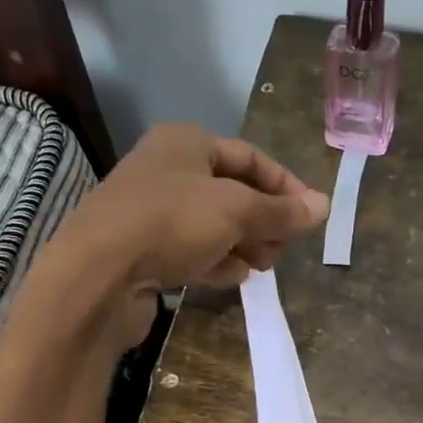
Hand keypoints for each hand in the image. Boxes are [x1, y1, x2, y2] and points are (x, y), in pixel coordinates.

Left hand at [48, 123, 328, 348]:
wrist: (98, 275)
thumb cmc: (170, 224)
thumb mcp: (235, 211)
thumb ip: (281, 211)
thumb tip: (324, 206)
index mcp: (185, 143)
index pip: (250, 157)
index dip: (284, 185)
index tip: (309, 215)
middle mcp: (166, 171)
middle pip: (232, 193)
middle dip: (263, 221)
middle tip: (283, 247)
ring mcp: (151, 213)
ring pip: (213, 225)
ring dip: (243, 245)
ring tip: (262, 267)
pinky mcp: (143, 251)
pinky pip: (191, 251)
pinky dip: (215, 262)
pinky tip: (233, 279)